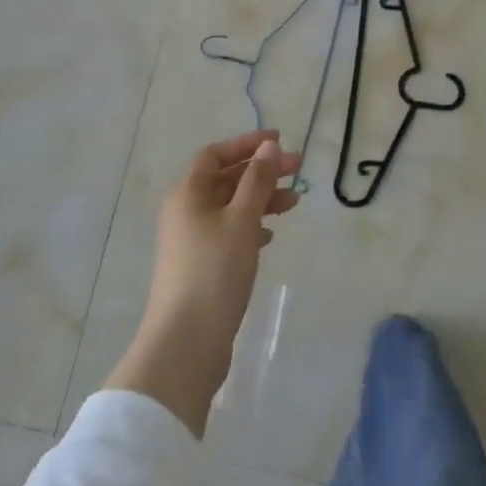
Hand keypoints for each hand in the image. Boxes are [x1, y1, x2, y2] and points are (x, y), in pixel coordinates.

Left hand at [104, 131, 300, 437]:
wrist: (186, 343)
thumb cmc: (215, 271)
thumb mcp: (242, 220)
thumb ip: (257, 181)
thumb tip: (269, 146)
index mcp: (188, 194)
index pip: (215, 155)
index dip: (246, 144)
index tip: (280, 142)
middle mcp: (185, 212)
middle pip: (226, 180)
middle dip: (261, 172)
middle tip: (299, 170)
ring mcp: (191, 241)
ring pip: (230, 207)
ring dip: (260, 200)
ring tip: (294, 204)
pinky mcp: (201, 267)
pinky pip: (229, 233)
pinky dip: (251, 227)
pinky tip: (269, 236)